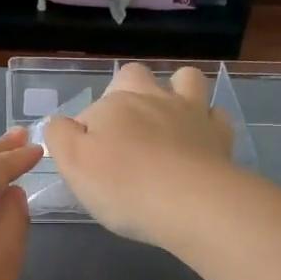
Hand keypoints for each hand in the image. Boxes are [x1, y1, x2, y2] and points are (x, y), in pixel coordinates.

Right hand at [44, 64, 236, 246]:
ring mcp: (190, 112)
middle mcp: (151, 98)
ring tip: (167, 120)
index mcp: (113, 105)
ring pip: (185, 80)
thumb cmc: (124, 186)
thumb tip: (62, 123)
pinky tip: (199, 140)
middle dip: (127, 91)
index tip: (88, 162)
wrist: (191, 203)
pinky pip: (215, 115)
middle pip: (135, 75)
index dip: (85, 133)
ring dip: (175, 90)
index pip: (90, 110)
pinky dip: (206, 122)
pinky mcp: (219, 135)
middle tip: (123, 131)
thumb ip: (60, 136)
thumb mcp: (73, 163)